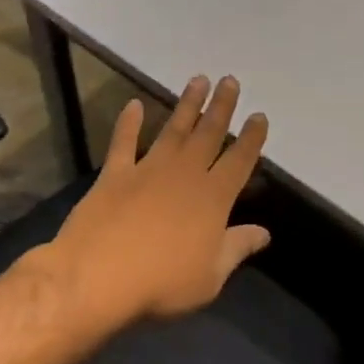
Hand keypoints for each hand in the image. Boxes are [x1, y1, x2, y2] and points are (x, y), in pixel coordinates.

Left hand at [45, 75, 270, 323]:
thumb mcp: (210, 276)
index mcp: (214, 198)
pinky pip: (124, 142)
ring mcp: (148, 169)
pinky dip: (128, 123)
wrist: (98, 276)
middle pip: (209, 134)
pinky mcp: (115, 174)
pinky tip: (133, 105)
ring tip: (198, 80)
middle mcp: (185, 174)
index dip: (251, 138)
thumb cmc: (162, 283)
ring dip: (187, 105)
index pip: (240, 161)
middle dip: (222, 107)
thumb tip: (264, 232)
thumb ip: (237, 248)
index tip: (258, 115)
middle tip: (230, 81)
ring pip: (174, 129)